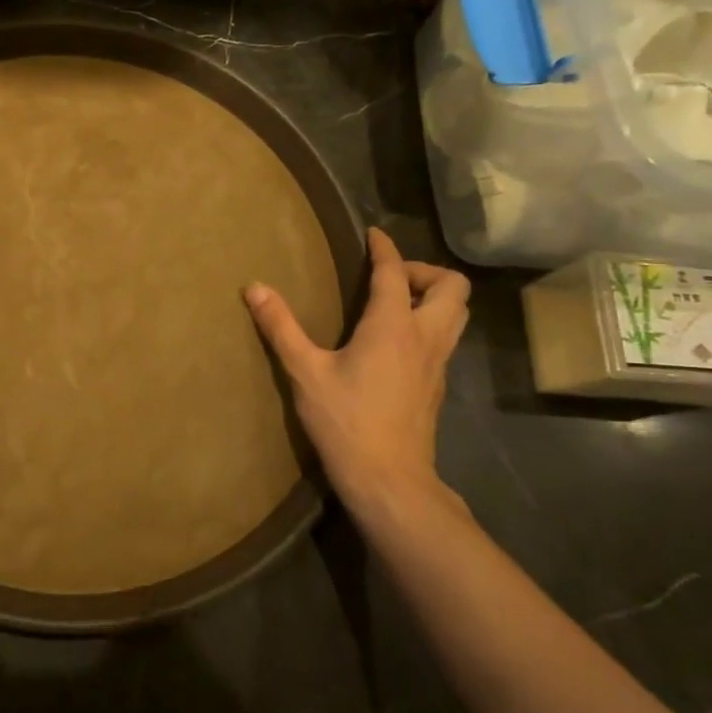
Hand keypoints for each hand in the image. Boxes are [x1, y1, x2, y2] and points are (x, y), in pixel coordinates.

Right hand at [244, 227, 470, 528]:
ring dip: (434, 297)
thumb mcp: (304, 372)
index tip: (373, 234)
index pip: (396, 272)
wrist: (389, 479)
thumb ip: (281, 327)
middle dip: (424, 271)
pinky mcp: (438, 385)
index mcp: (393, 326)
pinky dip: (429, 324)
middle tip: (388, 278)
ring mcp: (438, 363)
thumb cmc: (346, 421)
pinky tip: (396, 342)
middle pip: (452, 287)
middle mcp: (425, 337)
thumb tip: (254, 287)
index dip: (385, 248)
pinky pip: (446, 338)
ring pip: (457, 314)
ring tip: (396, 303)